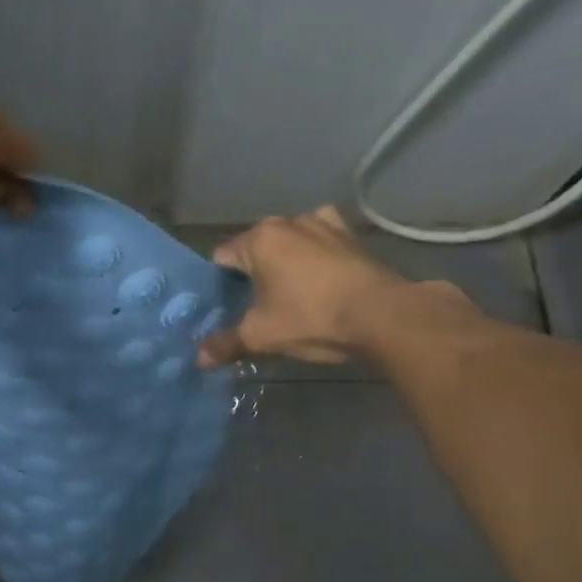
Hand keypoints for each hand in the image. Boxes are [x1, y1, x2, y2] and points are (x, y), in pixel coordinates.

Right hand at [198, 206, 418, 367]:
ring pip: (289, 242)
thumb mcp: (262, 336)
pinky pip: (320, 241)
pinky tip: (319, 275)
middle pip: (255, 247)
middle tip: (254, 305)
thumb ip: (226, 344)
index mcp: (259, 239)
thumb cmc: (312, 318)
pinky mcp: (350, 236)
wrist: (382, 315)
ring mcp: (323, 224)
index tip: (224, 306)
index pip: (222, 257)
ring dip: (285, 261)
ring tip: (288, 292)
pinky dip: (315, 254)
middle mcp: (288, 222)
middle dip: (252, 272)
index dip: (219, 283)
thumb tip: (198, 359)